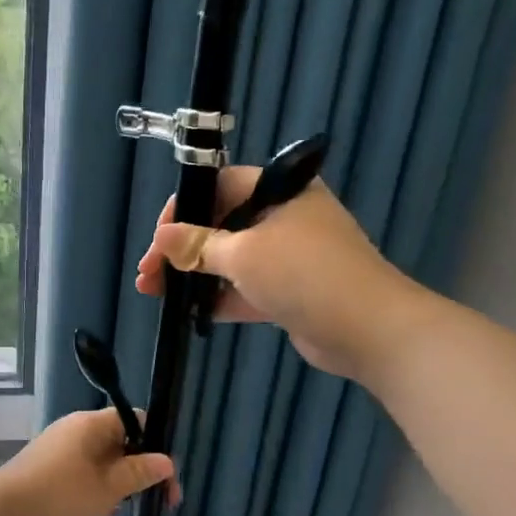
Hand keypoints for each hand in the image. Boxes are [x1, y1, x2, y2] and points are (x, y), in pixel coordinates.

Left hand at [0, 408, 177, 515]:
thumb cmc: (59, 498)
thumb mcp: (107, 489)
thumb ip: (138, 473)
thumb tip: (166, 460)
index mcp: (91, 424)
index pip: (136, 421)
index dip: (156, 447)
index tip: (166, 481)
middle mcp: (74, 429)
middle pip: (119, 440)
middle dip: (139, 469)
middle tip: (154, 502)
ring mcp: (57, 449)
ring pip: (101, 459)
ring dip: (117, 482)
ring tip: (125, 510)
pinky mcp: (45, 469)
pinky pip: (82, 471)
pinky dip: (96, 488)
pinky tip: (98, 512)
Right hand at [134, 167, 400, 380]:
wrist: (368, 329)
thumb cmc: (304, 274)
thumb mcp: (243, 255)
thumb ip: (198, 245)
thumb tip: (160, 237)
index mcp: (279, 191)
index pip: (220, 186)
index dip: (184, 209)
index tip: (158, 238)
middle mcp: (283, 218)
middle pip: (220, 225)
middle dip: (181, 249)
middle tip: (148, 273)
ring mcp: (286, 257)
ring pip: (229, 260)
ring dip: (193, 276)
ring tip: (154, 292)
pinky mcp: (287, 291)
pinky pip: (244, 288)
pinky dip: (217, 298)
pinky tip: (185, 311)